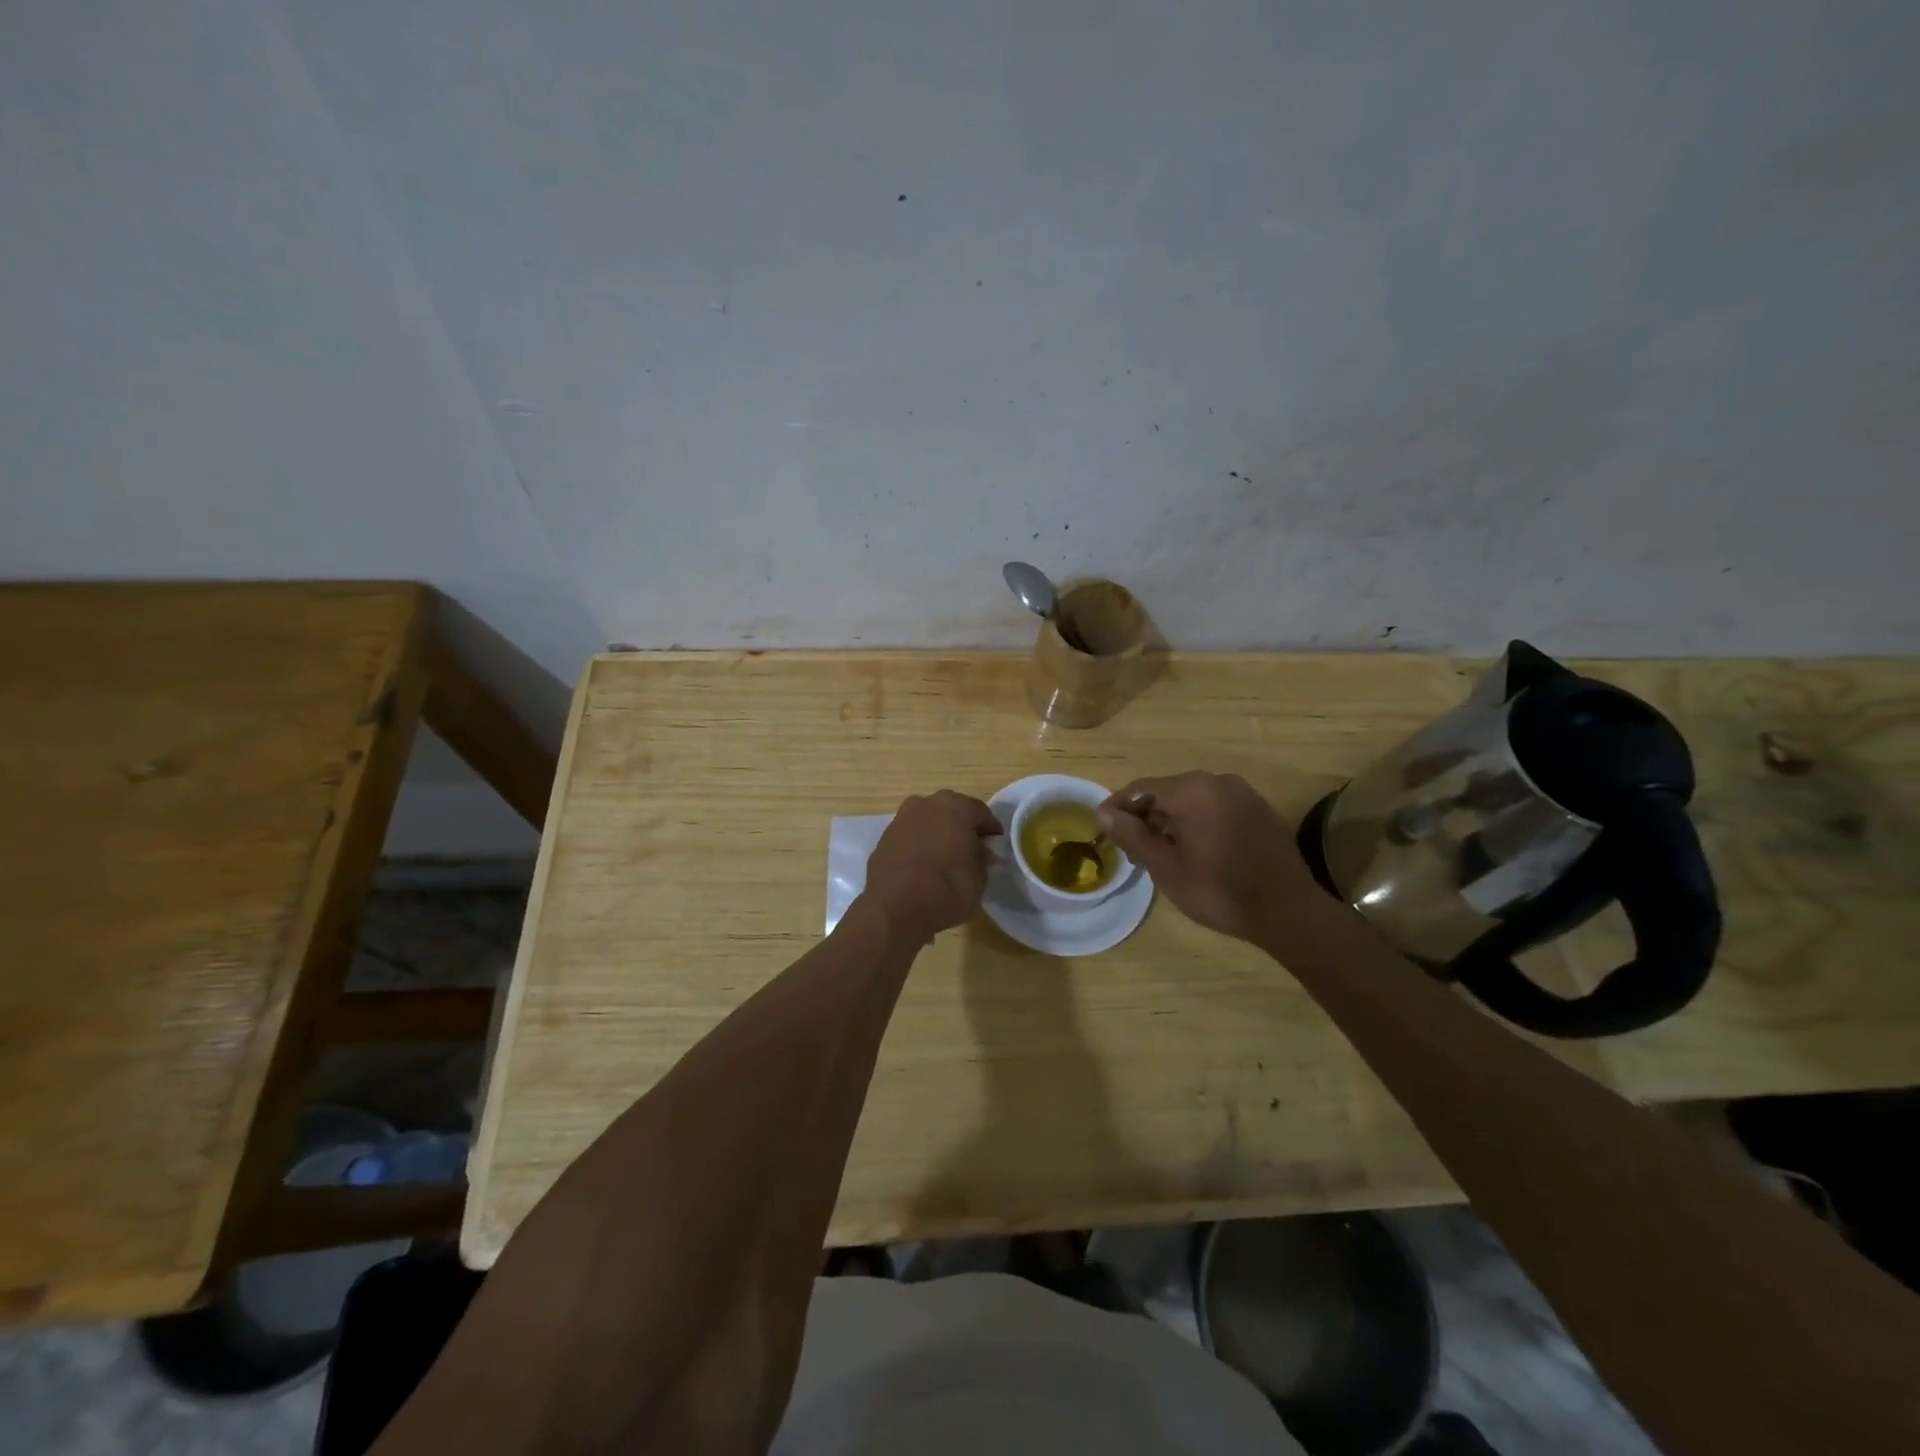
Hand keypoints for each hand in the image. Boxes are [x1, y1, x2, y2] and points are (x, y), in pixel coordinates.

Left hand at [862, 790, 1001, 942]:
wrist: (895, 906)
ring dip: (937, 837)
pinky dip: (917, 849)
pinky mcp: (883, 839)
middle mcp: (926, 804)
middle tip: (970, 853)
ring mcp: (901, 819)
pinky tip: (922, 871)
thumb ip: (982, 860)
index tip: (995, 847)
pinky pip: (909, 840)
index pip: (981, 813)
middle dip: (961, 830)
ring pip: (927, 824)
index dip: (990, 831)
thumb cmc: (947, 888)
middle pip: (951, 813)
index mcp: (956, 806)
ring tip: (944, 863)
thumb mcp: (979, 879)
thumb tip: (981, 854)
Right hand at [1096, 772, 1324, 942]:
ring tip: (1159, 851)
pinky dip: (1198, 821)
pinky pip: (1216, 807)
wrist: (1287, 911)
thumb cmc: (1218, 890)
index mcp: (1191, 790)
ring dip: (1171, 819)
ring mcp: (1243, 793)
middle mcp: (1217, 781)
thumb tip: (1103, 813)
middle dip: (1145, 814)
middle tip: (1130, 845)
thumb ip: (1132, 835)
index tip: (1101, 827)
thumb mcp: (1166, 866)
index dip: (1117, 807)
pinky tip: (1195, 849)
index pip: (1141, 789)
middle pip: (1167, 791)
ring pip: (1193, 799)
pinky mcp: (1259, 810)